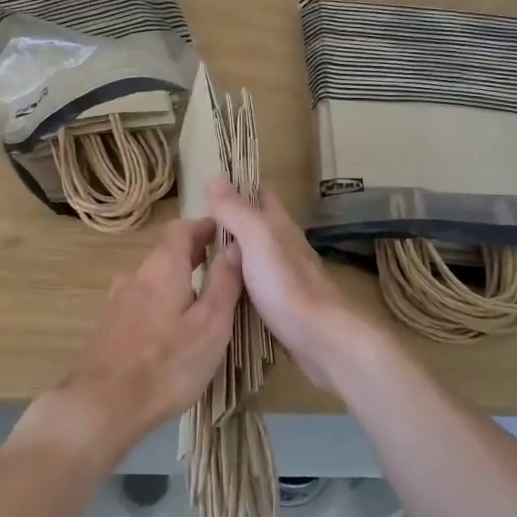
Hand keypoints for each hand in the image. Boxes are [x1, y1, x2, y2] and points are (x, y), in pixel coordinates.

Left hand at [35, 216, 243, 462]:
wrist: (102, 405)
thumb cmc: (167, 363)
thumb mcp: (210, 324)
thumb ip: (224, 283)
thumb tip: (236, 246)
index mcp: (162, 267)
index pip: (183, 228)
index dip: (206, 227)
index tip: (228, 233)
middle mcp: (135, 275)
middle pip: (167, 254)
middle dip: (195, 255)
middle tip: (224, 269)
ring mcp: (117, 301)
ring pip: (154, 281)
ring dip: (179, 282)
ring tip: (204, 303)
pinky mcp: (109, 327)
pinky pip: (142, 304)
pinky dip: (163, 305)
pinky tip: (174, 331)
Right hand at [205, 180, 387, 393]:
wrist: (322, 339)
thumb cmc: (287, 284)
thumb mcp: (257, 238)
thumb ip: (236, 211)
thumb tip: (215, 178)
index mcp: (280, 225)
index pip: (260, 195)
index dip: (237, 190)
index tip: (207, 195)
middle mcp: (285, 246)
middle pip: (256, 227)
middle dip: (230, 225)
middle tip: (194, 234)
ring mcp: (286, 277)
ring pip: (255, 258)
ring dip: (233, 256)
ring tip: (201, 262)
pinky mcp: (284, 306)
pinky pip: (256, 286)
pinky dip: (239, 283)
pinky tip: (223, 293)